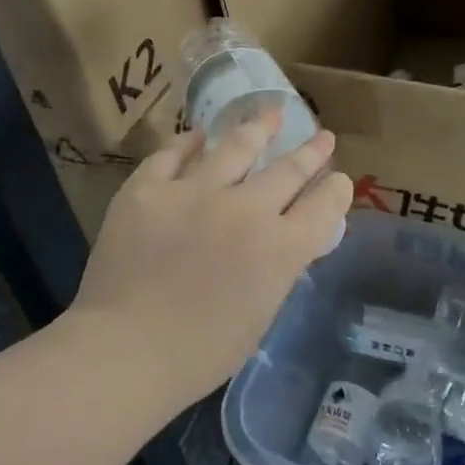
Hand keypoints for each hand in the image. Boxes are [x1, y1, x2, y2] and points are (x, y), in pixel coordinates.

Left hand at [69, 111, 352, 404]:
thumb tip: (286, 242)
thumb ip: (277, 270)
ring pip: (235, 146)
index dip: (336, 191)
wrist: (124, 350)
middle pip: (288, 170)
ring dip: (258, 128)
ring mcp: (194, 192)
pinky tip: (199, 134)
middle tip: (323, 137)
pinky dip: (189, 142)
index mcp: (280, 249)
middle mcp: (245, 210)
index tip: (339, 181)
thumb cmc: (199, 352)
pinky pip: (173, 153)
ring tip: (271, 112)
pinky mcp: (148, 188)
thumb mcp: (259, 314)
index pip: (323, 207)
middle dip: (311, 152)